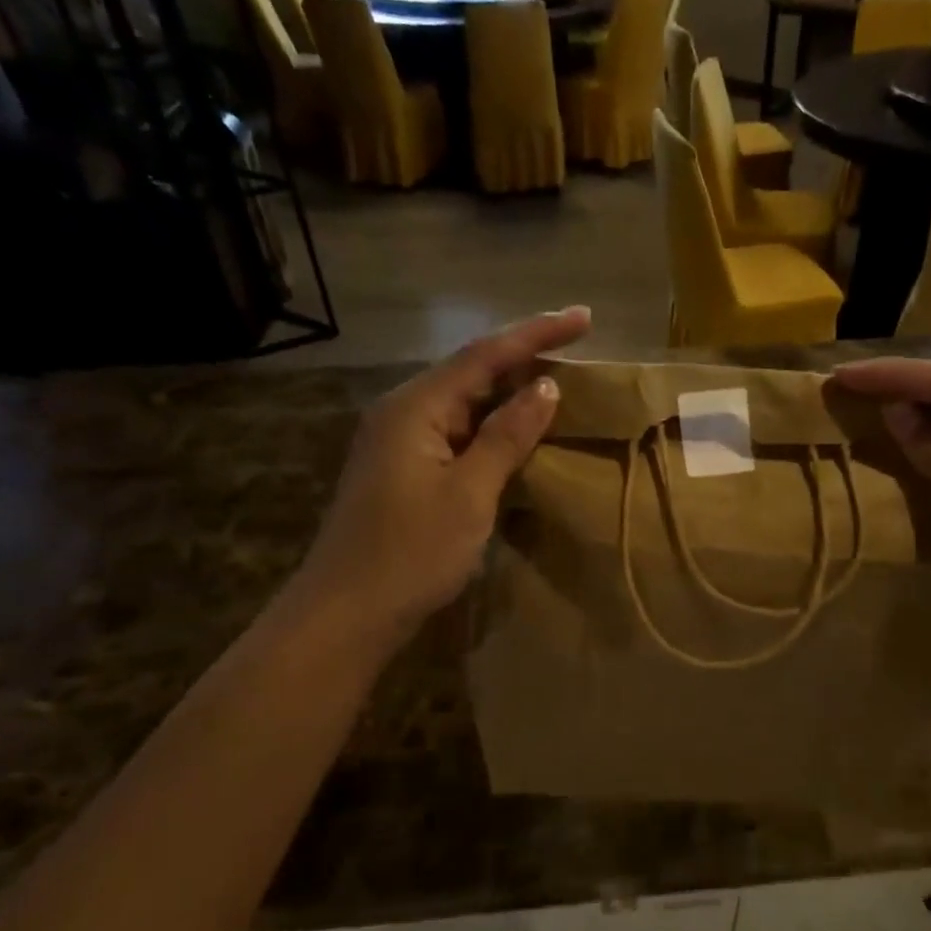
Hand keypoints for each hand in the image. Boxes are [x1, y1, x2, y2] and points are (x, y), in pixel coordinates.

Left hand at [298, 308, 590, 643]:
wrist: (346, 614)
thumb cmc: (411, 553)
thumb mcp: (469, 493)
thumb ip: (507, 437)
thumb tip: (546, 389)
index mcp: (415, 407)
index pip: (485, 355)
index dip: (537, 334)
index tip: (584, 317)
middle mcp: (402, 412)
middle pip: (471, 372)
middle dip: (523, 357)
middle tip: (575, 347)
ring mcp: (398, 442)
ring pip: (463, 404)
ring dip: (508, 393)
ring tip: (556, 382)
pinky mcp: (402, 470)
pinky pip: (455, 433)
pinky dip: (491, 427)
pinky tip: (516, 432)